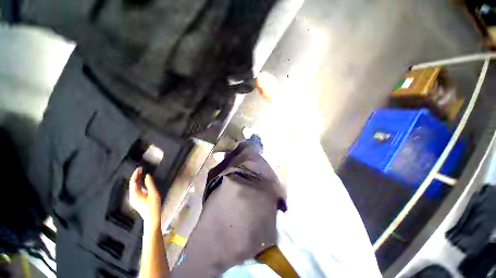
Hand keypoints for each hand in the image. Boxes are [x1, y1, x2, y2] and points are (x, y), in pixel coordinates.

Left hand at [129, 167, 161, 229]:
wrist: (152, 217)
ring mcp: (133, 199)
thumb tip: (147, 176)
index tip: (140, 168)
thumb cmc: (153, 205)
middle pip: (132, 184)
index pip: (133, 182)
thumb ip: (150, 184)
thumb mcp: (153, 193)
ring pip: (133, 187)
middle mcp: (132, 197)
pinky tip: (142, 182)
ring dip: (137, 180)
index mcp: (135, 195)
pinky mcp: (136, 201)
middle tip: (141, 169)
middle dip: (136, 176)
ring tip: (141, 174)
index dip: (136, 174)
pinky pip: (136, 190)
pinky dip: (138, 184)